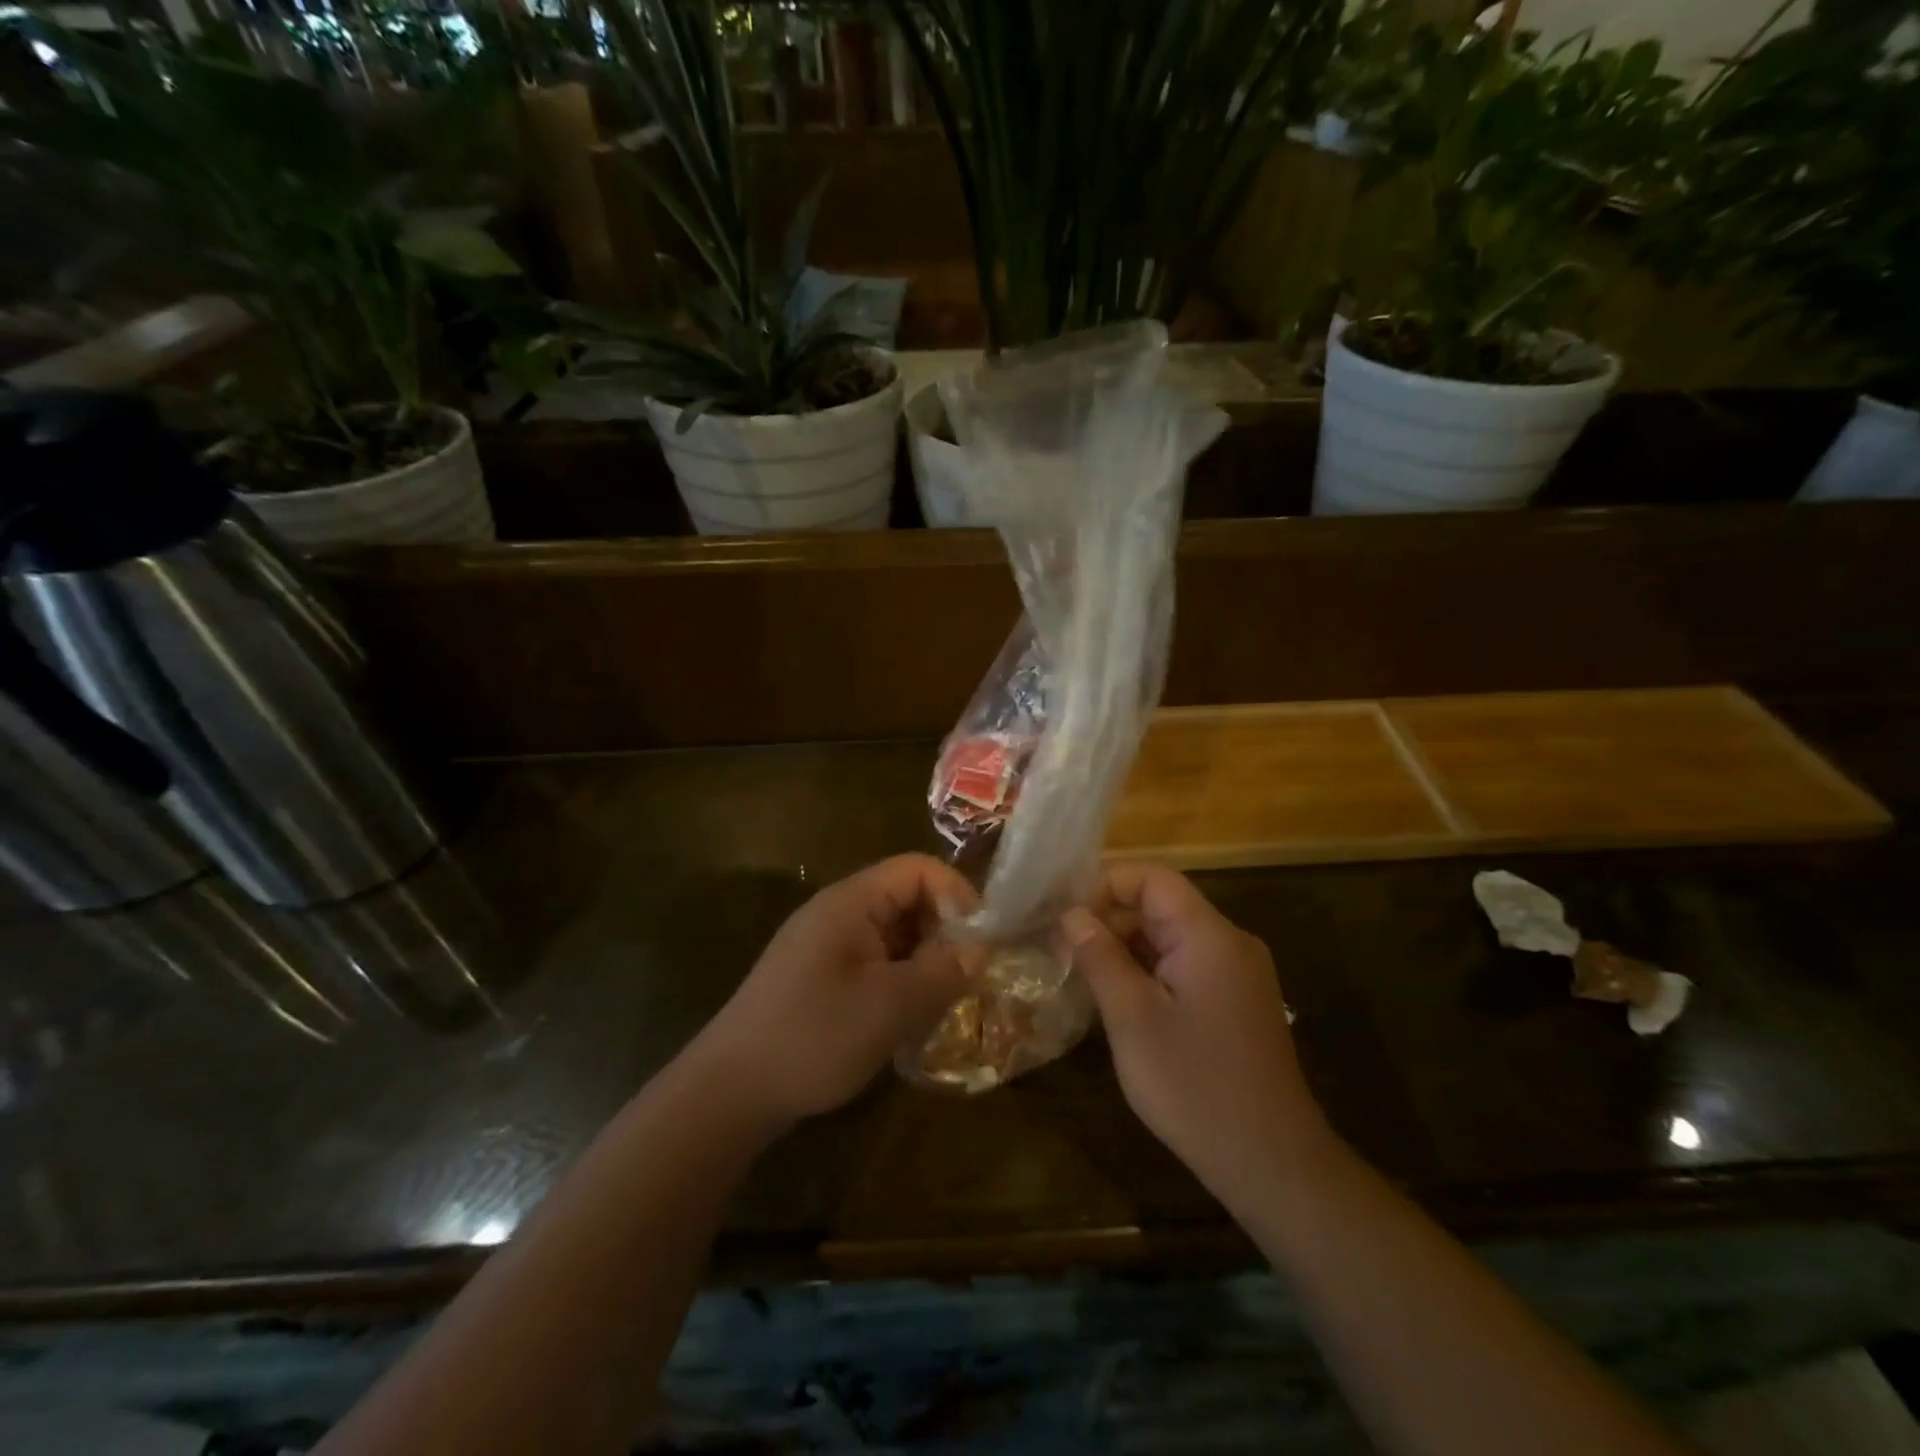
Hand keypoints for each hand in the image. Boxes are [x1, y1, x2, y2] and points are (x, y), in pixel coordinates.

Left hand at [694, 854, 979, 1128]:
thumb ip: (941, 972)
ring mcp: (826, 945)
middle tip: (967, 977)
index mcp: (851, 902)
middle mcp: (838, 912)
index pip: (918, 869)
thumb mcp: (889, 1006)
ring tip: (944, 1001)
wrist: (729, 1091)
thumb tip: (981, 950)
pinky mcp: (819, 976)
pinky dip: (900, 979)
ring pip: (893, 933)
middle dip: (944, 931)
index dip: (957, 894)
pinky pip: (874, 960)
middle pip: (907, 898)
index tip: (981, 941)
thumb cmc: (813, 1037)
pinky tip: (909, 1017)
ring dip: (924, 959)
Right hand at [1059, 863, 1333, 1211]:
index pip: (1154, 878)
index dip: (1105, 885)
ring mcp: (1238, 975)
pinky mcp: (1237, 1003)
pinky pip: (1186, 966)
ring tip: (1081, 973)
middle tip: (1062, 948)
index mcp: (1209, 935)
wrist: (1272, 1163)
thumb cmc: (1195, 1085)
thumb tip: (1073, 915)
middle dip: (1111, 919)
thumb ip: (1101, 957)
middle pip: (1163, 906)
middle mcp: (1230, 943)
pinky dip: (1149, 972)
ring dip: (1126, 948)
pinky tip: (1119, 1000)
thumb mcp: (1133, 1019)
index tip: (1064, 913)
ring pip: (1172, 938)